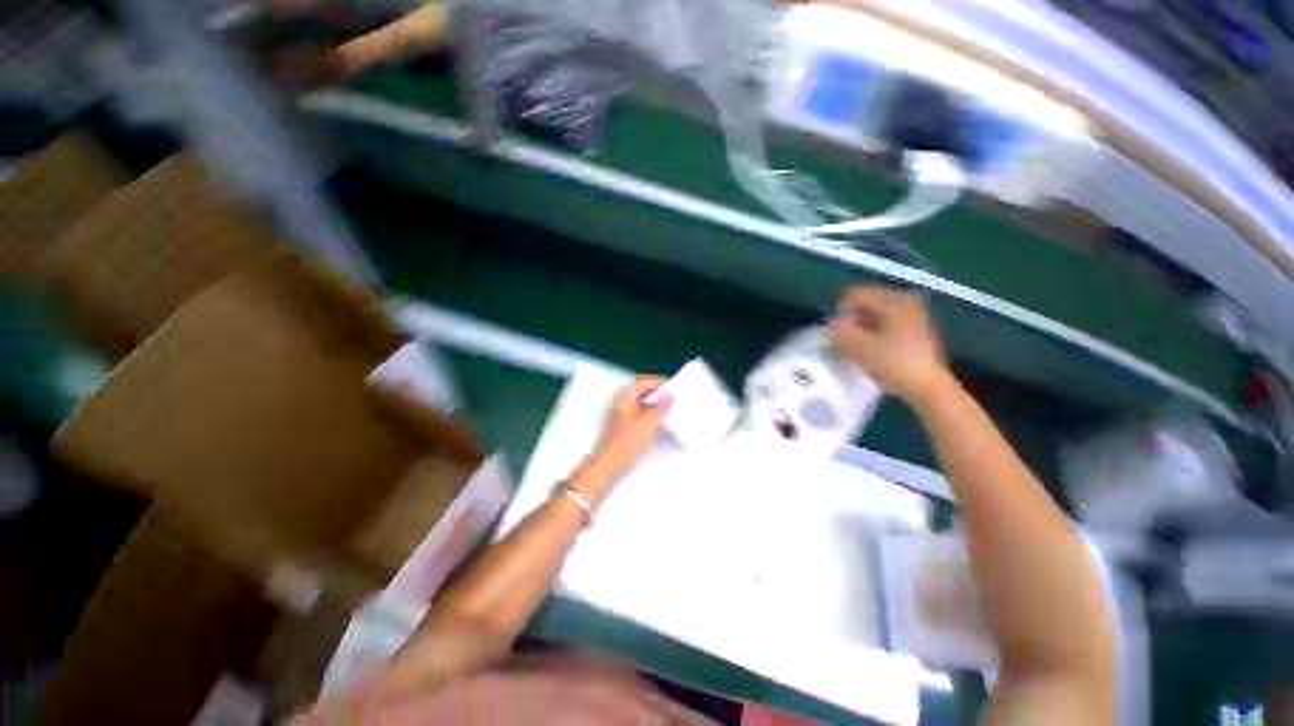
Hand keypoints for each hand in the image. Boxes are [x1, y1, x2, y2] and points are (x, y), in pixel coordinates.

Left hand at [585, 377, 671, 483]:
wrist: (610, 464)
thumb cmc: (628, 442)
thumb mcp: (650, 423)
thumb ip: (661, 407)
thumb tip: (668, 394)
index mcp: (626, 395)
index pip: (646, 381)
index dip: (661, 383)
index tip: (675, 389)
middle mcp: (622, 401)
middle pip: (644, 392)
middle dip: (659, 395)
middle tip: (674, 400)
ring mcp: (622, 413)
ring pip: (643, 403)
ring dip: (655, 406)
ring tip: (670, 411)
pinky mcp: (624, 425)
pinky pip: (640, 414)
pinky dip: (650, 415)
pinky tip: (660, 424)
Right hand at [828, 286, 948, 404]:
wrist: (929, 387)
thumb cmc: (894, 364)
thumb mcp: (859, 348)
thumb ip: (839, 332)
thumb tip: (830, 325)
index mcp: (893, 300)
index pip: (855, 294)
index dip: (840, 312)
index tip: (838, 334)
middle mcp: (906, 300)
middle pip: (867, 301)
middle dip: (852, 318)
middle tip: (846, 340)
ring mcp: (915, 313)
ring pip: (877, 312)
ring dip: (863, 325)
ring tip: (858, 345)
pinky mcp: (918, 327)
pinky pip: (888, 320)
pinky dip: (876, 330)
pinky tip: (874, 348)